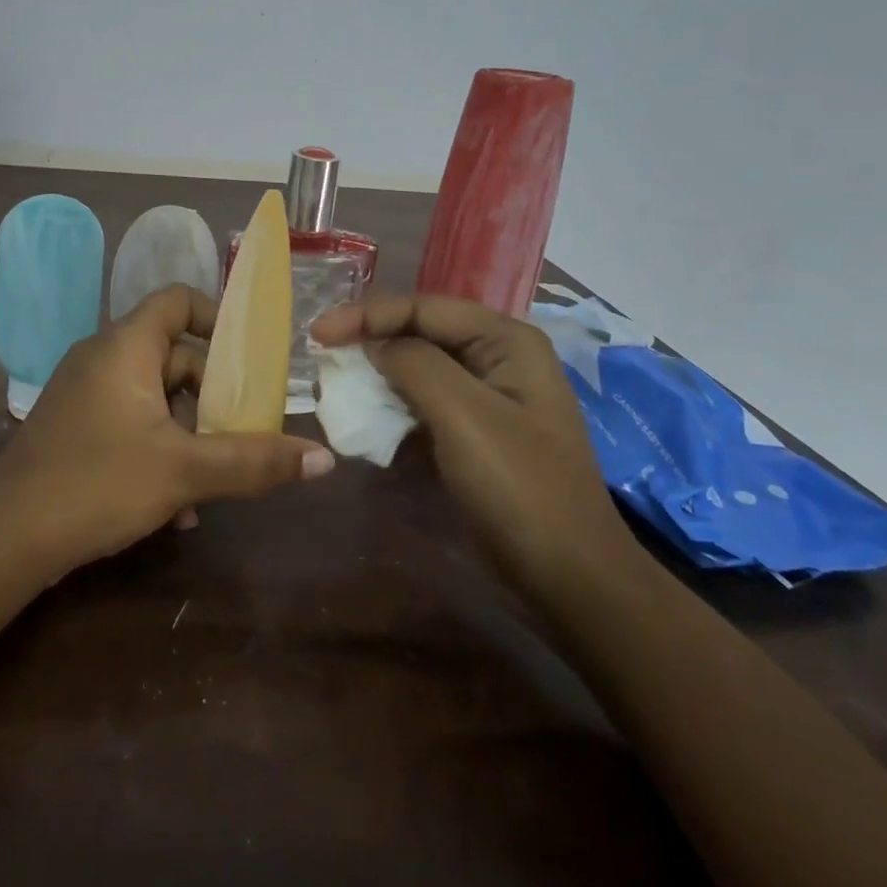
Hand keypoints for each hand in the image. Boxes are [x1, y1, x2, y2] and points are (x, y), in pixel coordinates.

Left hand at [0, 285, 334, 572]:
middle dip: (212, 396)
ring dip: (188, 433)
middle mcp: (102, 357)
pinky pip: (129, 420)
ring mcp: (84, 392)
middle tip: (242, 431)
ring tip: (213, 482)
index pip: (178, 300)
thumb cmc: (99, 483)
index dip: (217, 318)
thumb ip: (254, 461)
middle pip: (173, 354)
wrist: (8, 537)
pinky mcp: (74, 426)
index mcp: (125, 346)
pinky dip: (157, 448)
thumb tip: (323, 459)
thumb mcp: (185, 471)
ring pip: (154, 396)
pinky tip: (175, 507)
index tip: (249, 359)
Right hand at [310, 294, 637, 602]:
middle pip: (420, 332)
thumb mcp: (463, 415)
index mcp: (506, 340)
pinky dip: (391, 407)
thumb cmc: (519, 487)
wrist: (568, 578)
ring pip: (418, 368)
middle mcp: (498, 357)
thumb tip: (374, 345)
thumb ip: (413, 363)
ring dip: (376, 375)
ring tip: (334, 384)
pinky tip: (364, 417)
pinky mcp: (474, 432)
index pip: (423, 307)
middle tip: (321, 354)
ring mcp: (487, 397)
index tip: (317, 334)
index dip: (366, 314)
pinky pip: (423, 403)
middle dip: (369, 340)